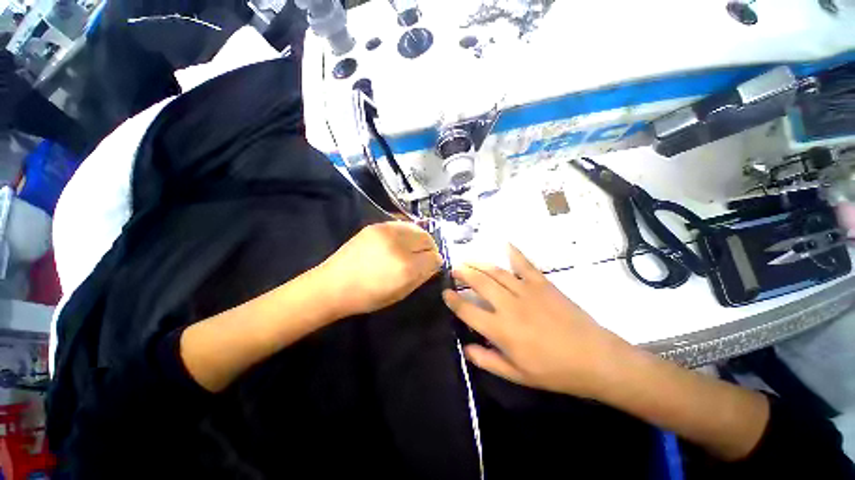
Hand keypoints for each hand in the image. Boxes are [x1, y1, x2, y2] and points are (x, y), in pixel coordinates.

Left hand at [318, 221, 443, 317]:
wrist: (334, 284)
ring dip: (420, 238)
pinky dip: (408, 232)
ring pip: (417, 228)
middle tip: (424, 257)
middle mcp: (399, 245)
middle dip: (430, 248)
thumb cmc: (368, 296)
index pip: (434, 257)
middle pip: (428, 239)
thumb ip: (422, 277)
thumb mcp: (400, 293)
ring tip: (413, 248)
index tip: (431, 266)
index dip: (435, 262)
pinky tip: (401, 241)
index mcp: (406, 267)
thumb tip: (435, 264)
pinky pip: (402, 224)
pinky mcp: (377, 225)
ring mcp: (387, 231)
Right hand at [442, 246, 636, 398]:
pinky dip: (514, 253)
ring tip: (468, 259)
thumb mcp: (517, 376)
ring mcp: (526, 291)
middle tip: (454, 269)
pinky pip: (524, 264)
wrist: (595, 359)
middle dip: (463, 273)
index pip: (467, 310)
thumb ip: (487, 361)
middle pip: (479, 283)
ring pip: (496, 271)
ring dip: (479, 263)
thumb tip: (466, 349)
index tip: (445, 293)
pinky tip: (505, 244)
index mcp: (501, 330)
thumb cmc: (554, 371)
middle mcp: (509, 305)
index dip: (453, 301)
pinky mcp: (543, 284)